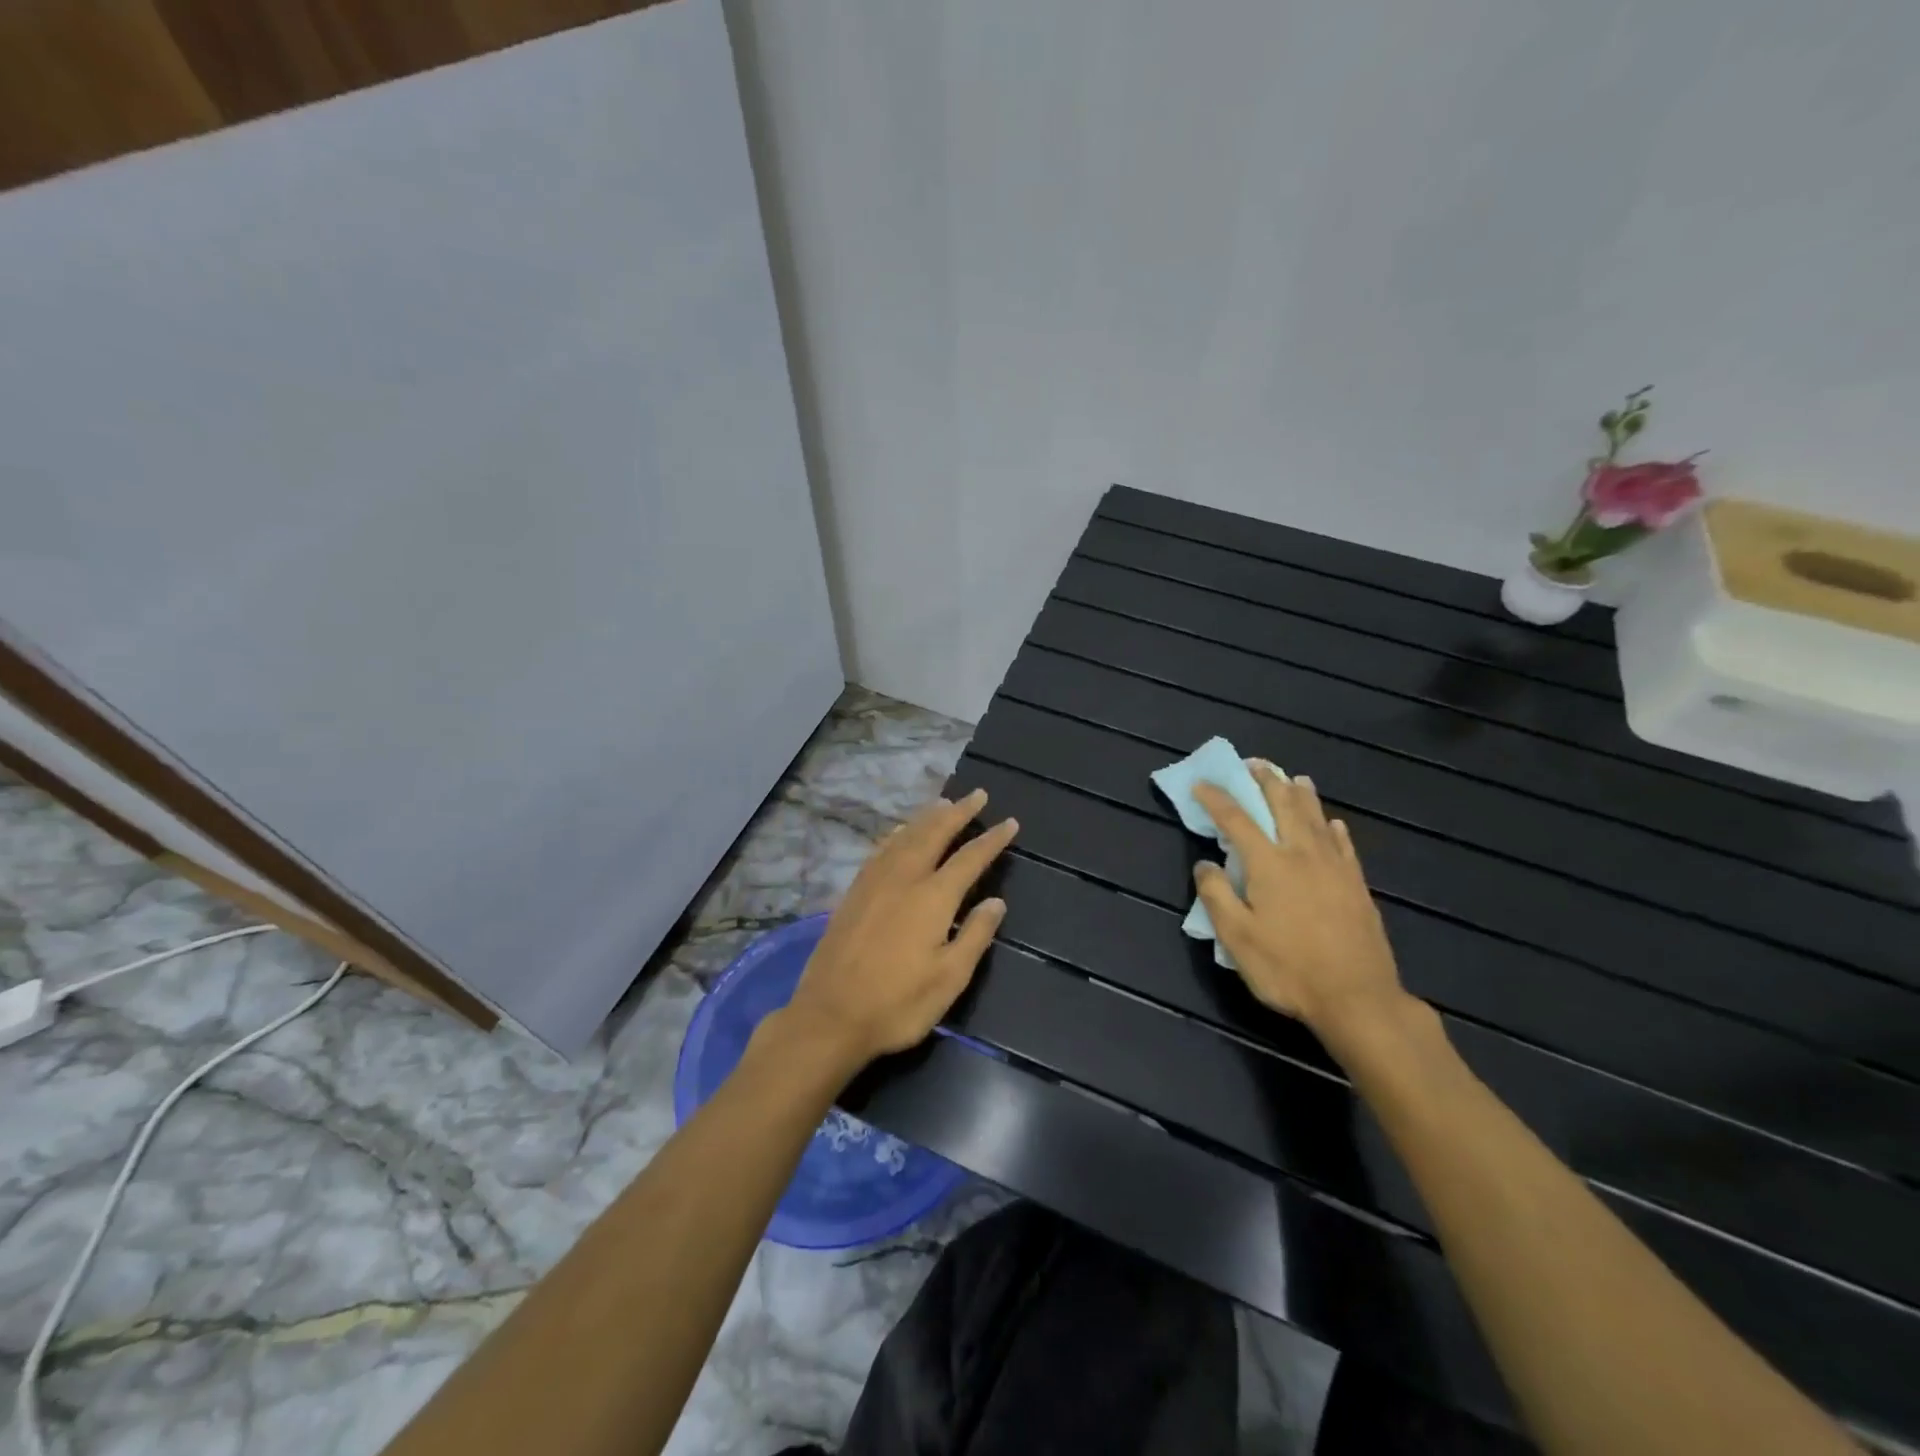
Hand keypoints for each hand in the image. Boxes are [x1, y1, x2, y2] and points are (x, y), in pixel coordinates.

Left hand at [784, 788, 1017, 1069]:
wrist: (829, 1016)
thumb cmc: (897, 1004)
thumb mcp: (949, 979)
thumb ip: (975, 935)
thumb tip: (996, 901)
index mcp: (932, 898)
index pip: (970, 858)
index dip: (992, 839)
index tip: (1009, 822)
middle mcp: (903, 879)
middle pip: (934, 834)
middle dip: (958, 812)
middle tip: (977, 794)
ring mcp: (874, 883)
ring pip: (905, 836)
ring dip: (927, 817)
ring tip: (944, 804)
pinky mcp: (853, 893)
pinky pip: (881, 849)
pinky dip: (898, 833)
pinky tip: (899, 833)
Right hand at [1192, 767, 1405, 1041]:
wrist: (1358, 999)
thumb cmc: (1288, 969)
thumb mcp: (1237, 938)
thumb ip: (1217, 896)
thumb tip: (1204, 864)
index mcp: (1269, 864)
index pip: (1237, 820)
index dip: (1217, 799)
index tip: (1201, 784)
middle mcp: (1302, 855)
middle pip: (1283, 806)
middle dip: (1265, 781)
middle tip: (1253, 764)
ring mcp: (1335, 868)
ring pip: (1316, 818)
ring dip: (1301, 794)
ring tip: (1293, 778)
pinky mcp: (1357, 885)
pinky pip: (1344, 844)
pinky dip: (1333, 827)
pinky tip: (1333, 823)